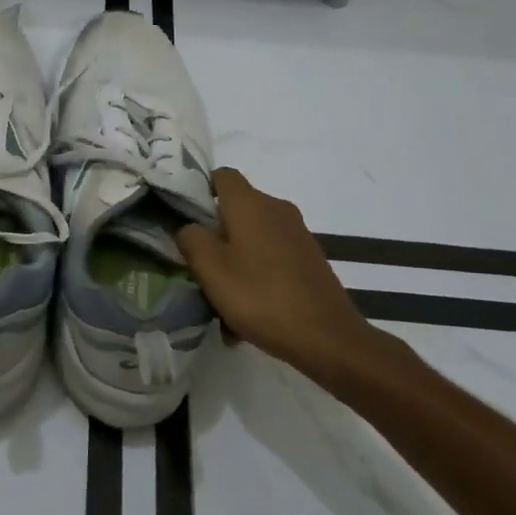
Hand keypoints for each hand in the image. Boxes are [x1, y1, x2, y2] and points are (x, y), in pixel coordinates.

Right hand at [177, 168, 416, 382]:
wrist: (328, 338)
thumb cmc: (261, 296)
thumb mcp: (210, 269)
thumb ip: (191, 239)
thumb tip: (190, 228)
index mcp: (251, 204)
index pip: (222, 175)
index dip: (201, 191)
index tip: (187, 220)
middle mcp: (277, 209)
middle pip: (235, 211)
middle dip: (215, 238)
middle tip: (200, 270)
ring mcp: (297, 234)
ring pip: (252, 240)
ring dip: (234, 265)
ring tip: (223, 305)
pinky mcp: (309, 259)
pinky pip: (271, 260)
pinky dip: (256, 279)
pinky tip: (248, 317)